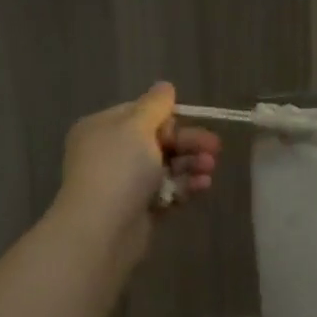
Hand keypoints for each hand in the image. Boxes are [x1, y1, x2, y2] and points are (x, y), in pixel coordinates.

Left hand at [52, 83, 220, 270]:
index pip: (140, 113)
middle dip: (188, 142)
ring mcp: (124, 183)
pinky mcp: (139, 209)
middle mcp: (111, 153)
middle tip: (215, 147)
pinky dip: (185, 186)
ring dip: (191, 164)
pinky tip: (203, 186)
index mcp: (102, 128)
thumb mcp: (137, 126)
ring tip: (209, 169)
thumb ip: (155, 105)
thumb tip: (165, 86)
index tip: (192, 120)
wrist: (102, 230)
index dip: (169, 117)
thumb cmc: (119, 169)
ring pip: (166, 166)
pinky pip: (167, 191)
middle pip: (157, 140)